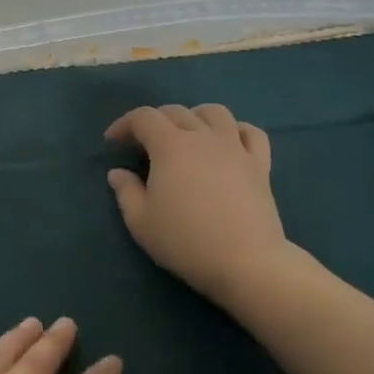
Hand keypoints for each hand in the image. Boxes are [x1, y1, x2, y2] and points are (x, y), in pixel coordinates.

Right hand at [105, 103, 298, 309]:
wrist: (245, 262)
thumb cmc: (185, 241)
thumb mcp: (140, 222)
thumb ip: (125, 192)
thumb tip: (118, 173)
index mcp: (170, 146)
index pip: (143, 117)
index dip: (123, 124)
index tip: (113, 142)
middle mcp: (202, 136)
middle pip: (176, 111)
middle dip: (154, 121)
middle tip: (143, 143)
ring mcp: (235, 148)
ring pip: (215, 113)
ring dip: (194, 116)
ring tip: (186, 134)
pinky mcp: (260, 164)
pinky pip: (251, 133)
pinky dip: (236, 130)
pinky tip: (228, 142)